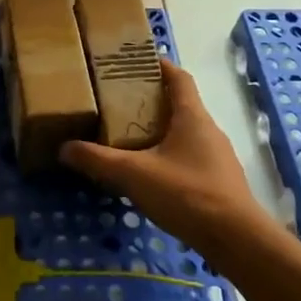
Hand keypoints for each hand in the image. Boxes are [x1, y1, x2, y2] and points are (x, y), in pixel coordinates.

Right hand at [61, 62, 270, 256]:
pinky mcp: (220, 182)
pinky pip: (191, 157)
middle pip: (180, 104)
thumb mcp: (134, 175)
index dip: (159, 65)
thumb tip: (64, 148)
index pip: (179, 78)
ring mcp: (218, 157)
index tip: (136, 60)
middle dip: (152, 101)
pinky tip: (152, 175)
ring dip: (161, 131)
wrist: (236, 240)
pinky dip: (170, 156)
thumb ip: (98, 160)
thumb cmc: (187, 194)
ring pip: (186, 133)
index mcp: (192, 116)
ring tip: (130, 139)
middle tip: (119, 103)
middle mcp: (209, 130)